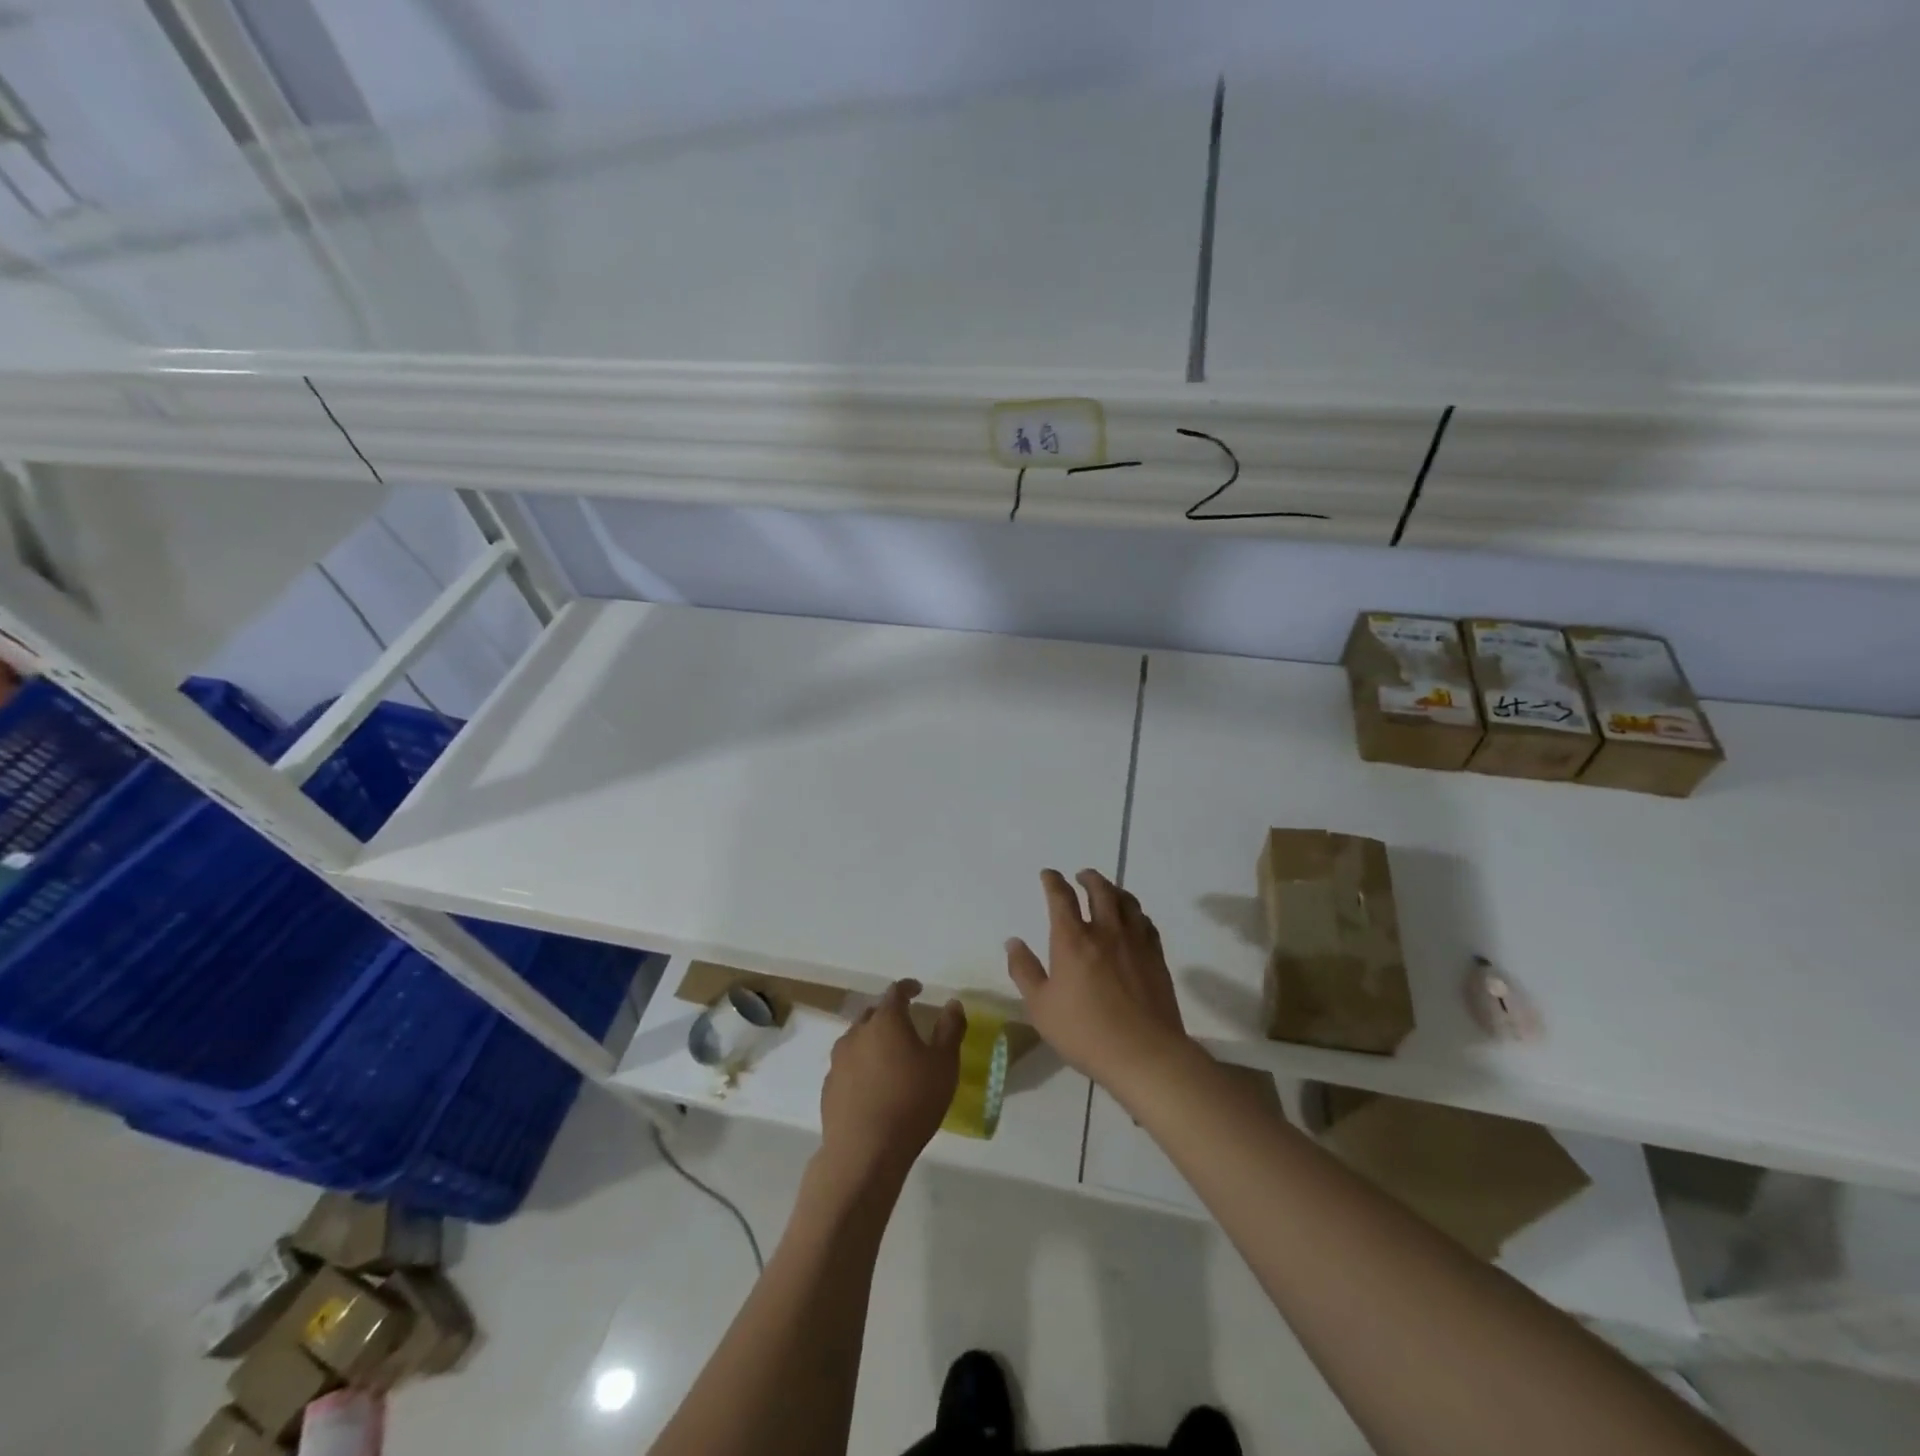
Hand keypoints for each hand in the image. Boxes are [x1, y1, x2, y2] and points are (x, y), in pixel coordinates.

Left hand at [819, 979, 964, 1184]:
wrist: (864, 1153)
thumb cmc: (911, 1102)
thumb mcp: (944, 1065)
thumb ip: (950, 1029)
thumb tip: (952, 1004)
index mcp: (886, 1021)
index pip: (896, 992)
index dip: (908, 988)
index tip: (918, 990)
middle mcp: (857, 1033)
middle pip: (873, 1014)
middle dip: (889, 1014)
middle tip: (905, 1025)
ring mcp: (838, 1061)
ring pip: (857, 1040)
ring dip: (872, 1041)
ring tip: (888, 1058)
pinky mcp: (828, 1088)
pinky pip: (847, 1067)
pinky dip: (860, 1067)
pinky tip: (871, 1087)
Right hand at [1006, 869, 1193, 1096]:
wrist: (1144, 1053)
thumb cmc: (1084, 1032)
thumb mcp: (1040, 1006)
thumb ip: (1024, 971)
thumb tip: (1013, 942)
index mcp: (1072, 940)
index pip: (1061, 897)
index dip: (1053, 881)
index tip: (1049, 874)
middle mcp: (1105, 931)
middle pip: (1100, 890)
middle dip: (1089, 878)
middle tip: (1082, 876)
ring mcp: (1135, 942)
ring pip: (1127, 902)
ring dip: (1114, 890)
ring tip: (1108, 890)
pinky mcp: (1156, 957)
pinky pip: (1146, 923)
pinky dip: (1135, 913)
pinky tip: (1134, 920)